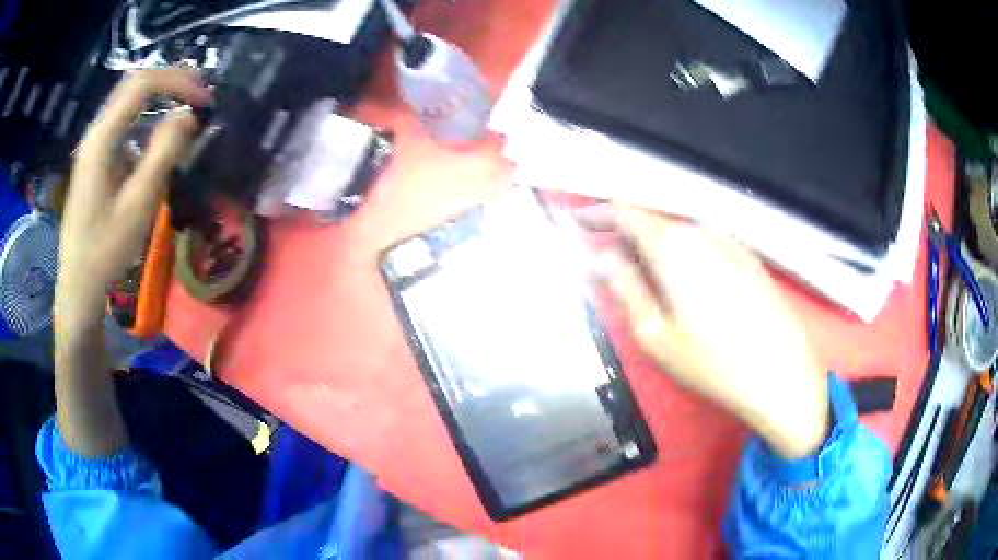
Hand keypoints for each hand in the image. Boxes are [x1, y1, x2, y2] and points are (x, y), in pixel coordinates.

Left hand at [52, 70, 208, 457]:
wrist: (78, 287)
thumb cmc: (106, 251)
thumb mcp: (139, 203)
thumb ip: (164, 153)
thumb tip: (189, 114)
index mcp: (101, 139)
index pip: (142, 85)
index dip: (177, 81)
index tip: (205, 99)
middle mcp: (95, 134)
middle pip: (133, 86)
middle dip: (170, 81)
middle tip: (200, 93)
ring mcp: (93, 148)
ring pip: (128, 104)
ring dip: (159, 98)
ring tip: (186, 107)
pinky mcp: (95, 162)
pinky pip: (123, 126)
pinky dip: (146, 121)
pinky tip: (158, 140)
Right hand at [582, 205, 828, 459]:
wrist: (781, 375)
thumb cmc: (712, 362)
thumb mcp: (655, 334)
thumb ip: (623, 287)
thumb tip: (597, 258)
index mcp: (673, 246)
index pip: (626, 210)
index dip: (598, 213)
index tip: (579, 225)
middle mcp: (701, 231)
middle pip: (653, 221)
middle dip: (625, 237)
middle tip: (607, 264)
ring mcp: (730, 242)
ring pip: (680, 234)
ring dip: (656, 248)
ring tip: (646, 280)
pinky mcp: (748, 257)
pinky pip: (704, 244)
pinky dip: (684, 254)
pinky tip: (686, 285)